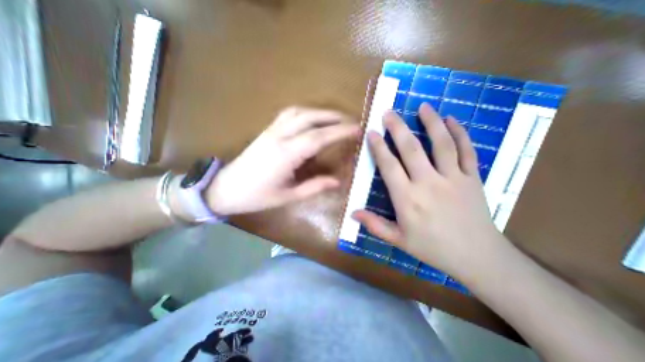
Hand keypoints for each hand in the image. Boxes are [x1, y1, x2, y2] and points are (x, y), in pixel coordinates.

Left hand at [206, 106, 360, 215]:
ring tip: (336, 119)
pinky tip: (314, 119)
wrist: (226, 188)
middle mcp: (279, 136)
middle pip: (311, 118)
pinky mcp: (267, 130)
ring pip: (300, 111)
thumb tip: (337, 181)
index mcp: (286, 154)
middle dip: (334, 117)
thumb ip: (314, 187)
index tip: (357, 129)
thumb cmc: (257, 196)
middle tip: (352, 121)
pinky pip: (289, 113)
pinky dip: (306, 112)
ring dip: (321, 112)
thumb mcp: (288, 196)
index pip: (318, 137)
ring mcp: (271, 130)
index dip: (340, 131)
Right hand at [352, 104, 497, 277]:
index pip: (389, 166)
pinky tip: (452, 120)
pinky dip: (460, 133)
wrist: (478, 258)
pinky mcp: (473, 179)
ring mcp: (453, 179)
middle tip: (389, 112)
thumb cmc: (433, 249)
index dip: (379, 148)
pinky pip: (467, 151)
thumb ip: (375, 225)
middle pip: (411, 149)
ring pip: (441, 144)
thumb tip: (353, 213)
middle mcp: (429, 183)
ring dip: (431, 122)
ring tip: (422, 106)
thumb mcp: (399, 241)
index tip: (372, 132)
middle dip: (398, 128)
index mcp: (408, 199)